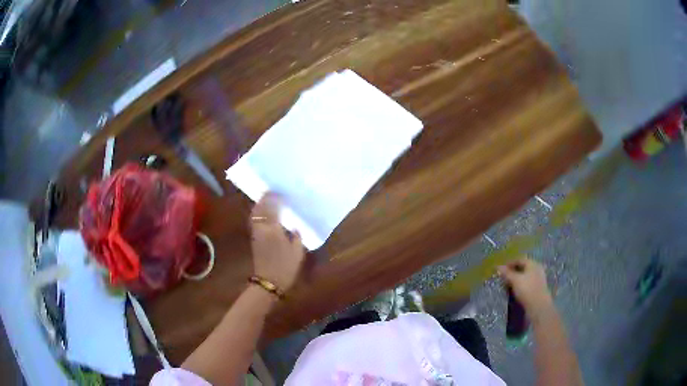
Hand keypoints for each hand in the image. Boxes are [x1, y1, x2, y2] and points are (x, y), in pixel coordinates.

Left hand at [250, 193, 304, 291]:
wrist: (269, 282)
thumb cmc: (285, 267)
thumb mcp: (297, 252)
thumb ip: (297, 237)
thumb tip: (295, 227)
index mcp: (273, 229)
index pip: (272, 208)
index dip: (275, 199)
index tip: (281, 193)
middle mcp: (262, 228)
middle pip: (260, 208)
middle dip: (265, 199)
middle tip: (272, 192)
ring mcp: (256, 233)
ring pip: (255, 214)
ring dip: (260, 205)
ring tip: (267, 199)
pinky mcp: (254, 239)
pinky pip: (255, 220)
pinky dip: (258, 213)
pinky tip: (264, 214)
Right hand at [498, 257, 553, 315]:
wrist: (538, 305)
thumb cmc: (527, 289)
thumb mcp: (515, 280)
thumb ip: (507, 273)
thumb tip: (498, 266)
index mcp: (533, 263)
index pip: (519, 259)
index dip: (510, 263)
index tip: (501, 269)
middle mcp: (537, 268)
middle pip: (524, 267)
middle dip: (514, 271)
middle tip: (505, 277)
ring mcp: (539, 278)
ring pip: (526, 275)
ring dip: (518, 278)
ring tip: (509, 284)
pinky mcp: (539, 288)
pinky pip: (528, 283)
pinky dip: (522, 284)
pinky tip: (517, 290)